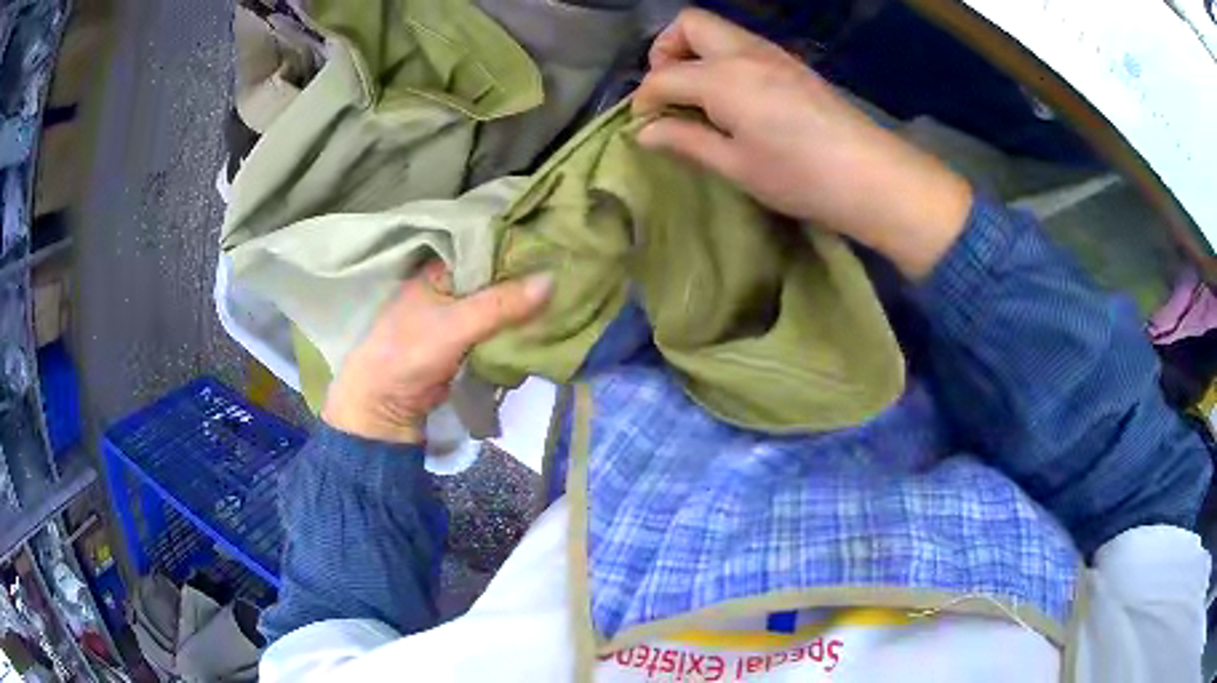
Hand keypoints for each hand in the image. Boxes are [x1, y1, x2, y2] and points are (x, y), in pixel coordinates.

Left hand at [322, 262, 551, 443]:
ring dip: (526, 296)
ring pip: (501, 297)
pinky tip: (547, 313)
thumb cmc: (410, 351)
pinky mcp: (468, 335)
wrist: (388, 402)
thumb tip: (553, 278)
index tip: (558, 239)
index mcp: (442, 266)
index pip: (488, 244)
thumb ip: (501, 303)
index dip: (520, 242)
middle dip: (528, 271)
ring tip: (570, 284)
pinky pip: (499, 321)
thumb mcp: (456, 324)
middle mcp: (453, 282)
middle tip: (572, 263)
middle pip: (498, 271)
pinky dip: (518, 319)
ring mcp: (460, 310)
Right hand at [632, 9, 972, 279]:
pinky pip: (744, 45)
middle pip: (690, 23)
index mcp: (723, 78)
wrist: (871, 176)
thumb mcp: (736, 166)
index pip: (664, 75)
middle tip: (669, 90)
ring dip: (696, 52)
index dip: (644, 99)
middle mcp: (745, 53)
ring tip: (699, 97)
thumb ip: (686, 141)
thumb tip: (644, 131)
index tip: (644, 125)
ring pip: (719, 30)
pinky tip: (735, 98)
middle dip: (666, 50)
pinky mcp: (793, 65)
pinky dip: (723, 60)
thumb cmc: (800, 177)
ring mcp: (773, 54)